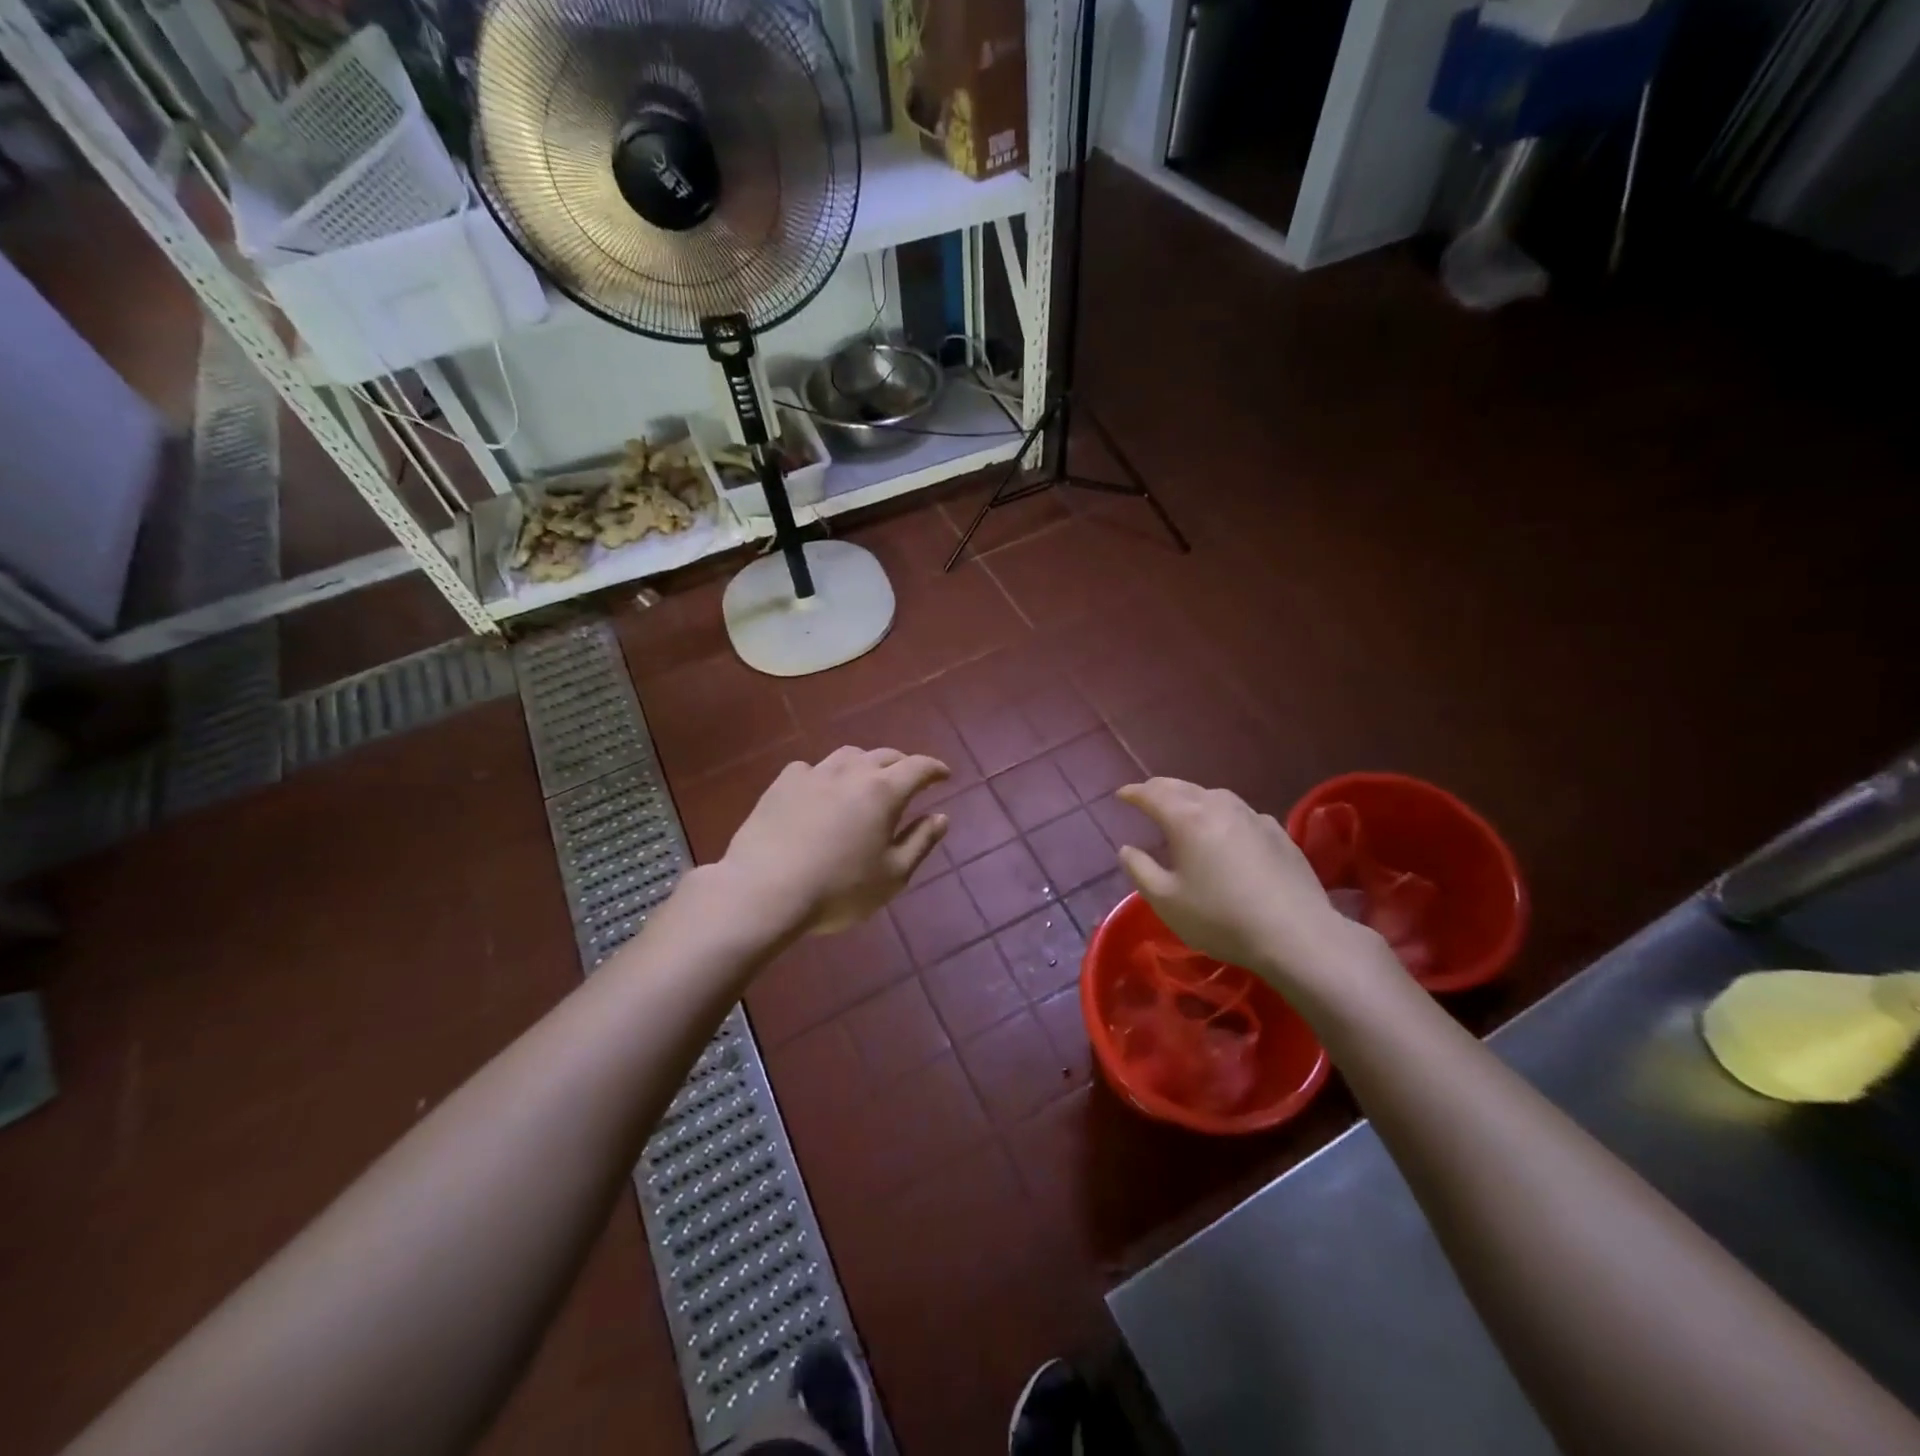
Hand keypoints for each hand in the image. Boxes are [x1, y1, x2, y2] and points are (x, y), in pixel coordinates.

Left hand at [720, 746, 950, 936]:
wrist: (764, 890)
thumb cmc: (838, 889)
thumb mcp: (893, 875)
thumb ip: (920, 842)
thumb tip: (941, 817)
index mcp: (883, 791)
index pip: (918, 767)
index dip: (935, 769)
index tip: (945, 775)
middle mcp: (851, 772)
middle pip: (884, 755)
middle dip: (903, 764)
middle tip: (910, 779)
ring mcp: (813, 774)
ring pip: (848, 755)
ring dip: (865, 763)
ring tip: (867, 779)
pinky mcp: (782, 784)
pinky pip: (811, 768)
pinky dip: (825, 775)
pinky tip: (820, 790)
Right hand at [1114, 778, 1398, 1007]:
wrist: (1296, 935)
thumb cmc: (1221, 918)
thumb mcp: (1166, 901)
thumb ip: (1140, 870)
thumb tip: (1127, 849)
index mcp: (1186, 819)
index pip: (1152, 795)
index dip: (1133, 793)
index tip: (1121, 794)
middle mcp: (1219, 807)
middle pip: (1183, 787)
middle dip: (1160, 788)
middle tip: (1146, 794)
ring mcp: (1253, 817)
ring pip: (1215, 795)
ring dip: (1193, 796)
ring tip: (1184, 807)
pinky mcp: (1278, 833)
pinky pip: (1241, 813)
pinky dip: (1222, 813)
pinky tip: (1226, 829)